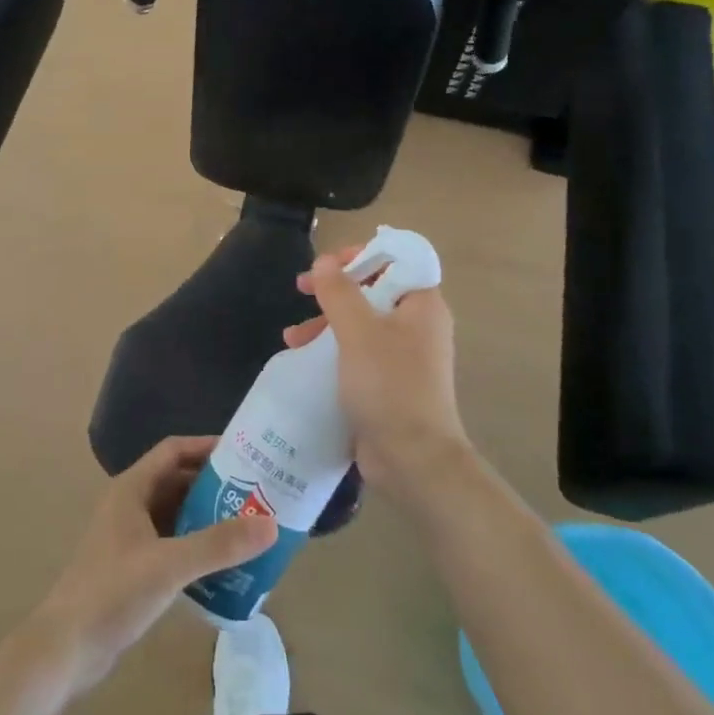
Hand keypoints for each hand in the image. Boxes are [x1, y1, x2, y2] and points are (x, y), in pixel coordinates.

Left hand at [36, 437, 278, 693]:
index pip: (173, 451)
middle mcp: (130, 505)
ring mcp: (129, 538)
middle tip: (257, 494)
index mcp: (132, 489)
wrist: (66, 649)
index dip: (207, 446)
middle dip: (215, 486)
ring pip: (176, 515)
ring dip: (207, 519)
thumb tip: (271, 524)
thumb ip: (219, 544)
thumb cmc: (113, 593)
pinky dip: (196, 548)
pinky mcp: (132, 568)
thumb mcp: (170, 565)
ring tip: (249, 528)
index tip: (246, 454)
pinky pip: (172, 544)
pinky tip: (223, 567)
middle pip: (178, 482)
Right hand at [282, 248, 470, 503]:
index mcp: (422, 305)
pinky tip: (303, 359)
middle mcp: (418, 325)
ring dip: (326, 322)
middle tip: (301, 289)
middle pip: (374, 289)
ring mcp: (404, 356)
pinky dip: (332, 349)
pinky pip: (358, 352)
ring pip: (361, 322)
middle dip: (334, 290)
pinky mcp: (389, 382)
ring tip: (292, 337)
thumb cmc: (389, 385)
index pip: (397, 260)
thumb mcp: (358, 331)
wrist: (412, 459)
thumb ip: (339, 291)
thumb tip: (324, 261)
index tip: (328, 265)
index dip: (362, 255)